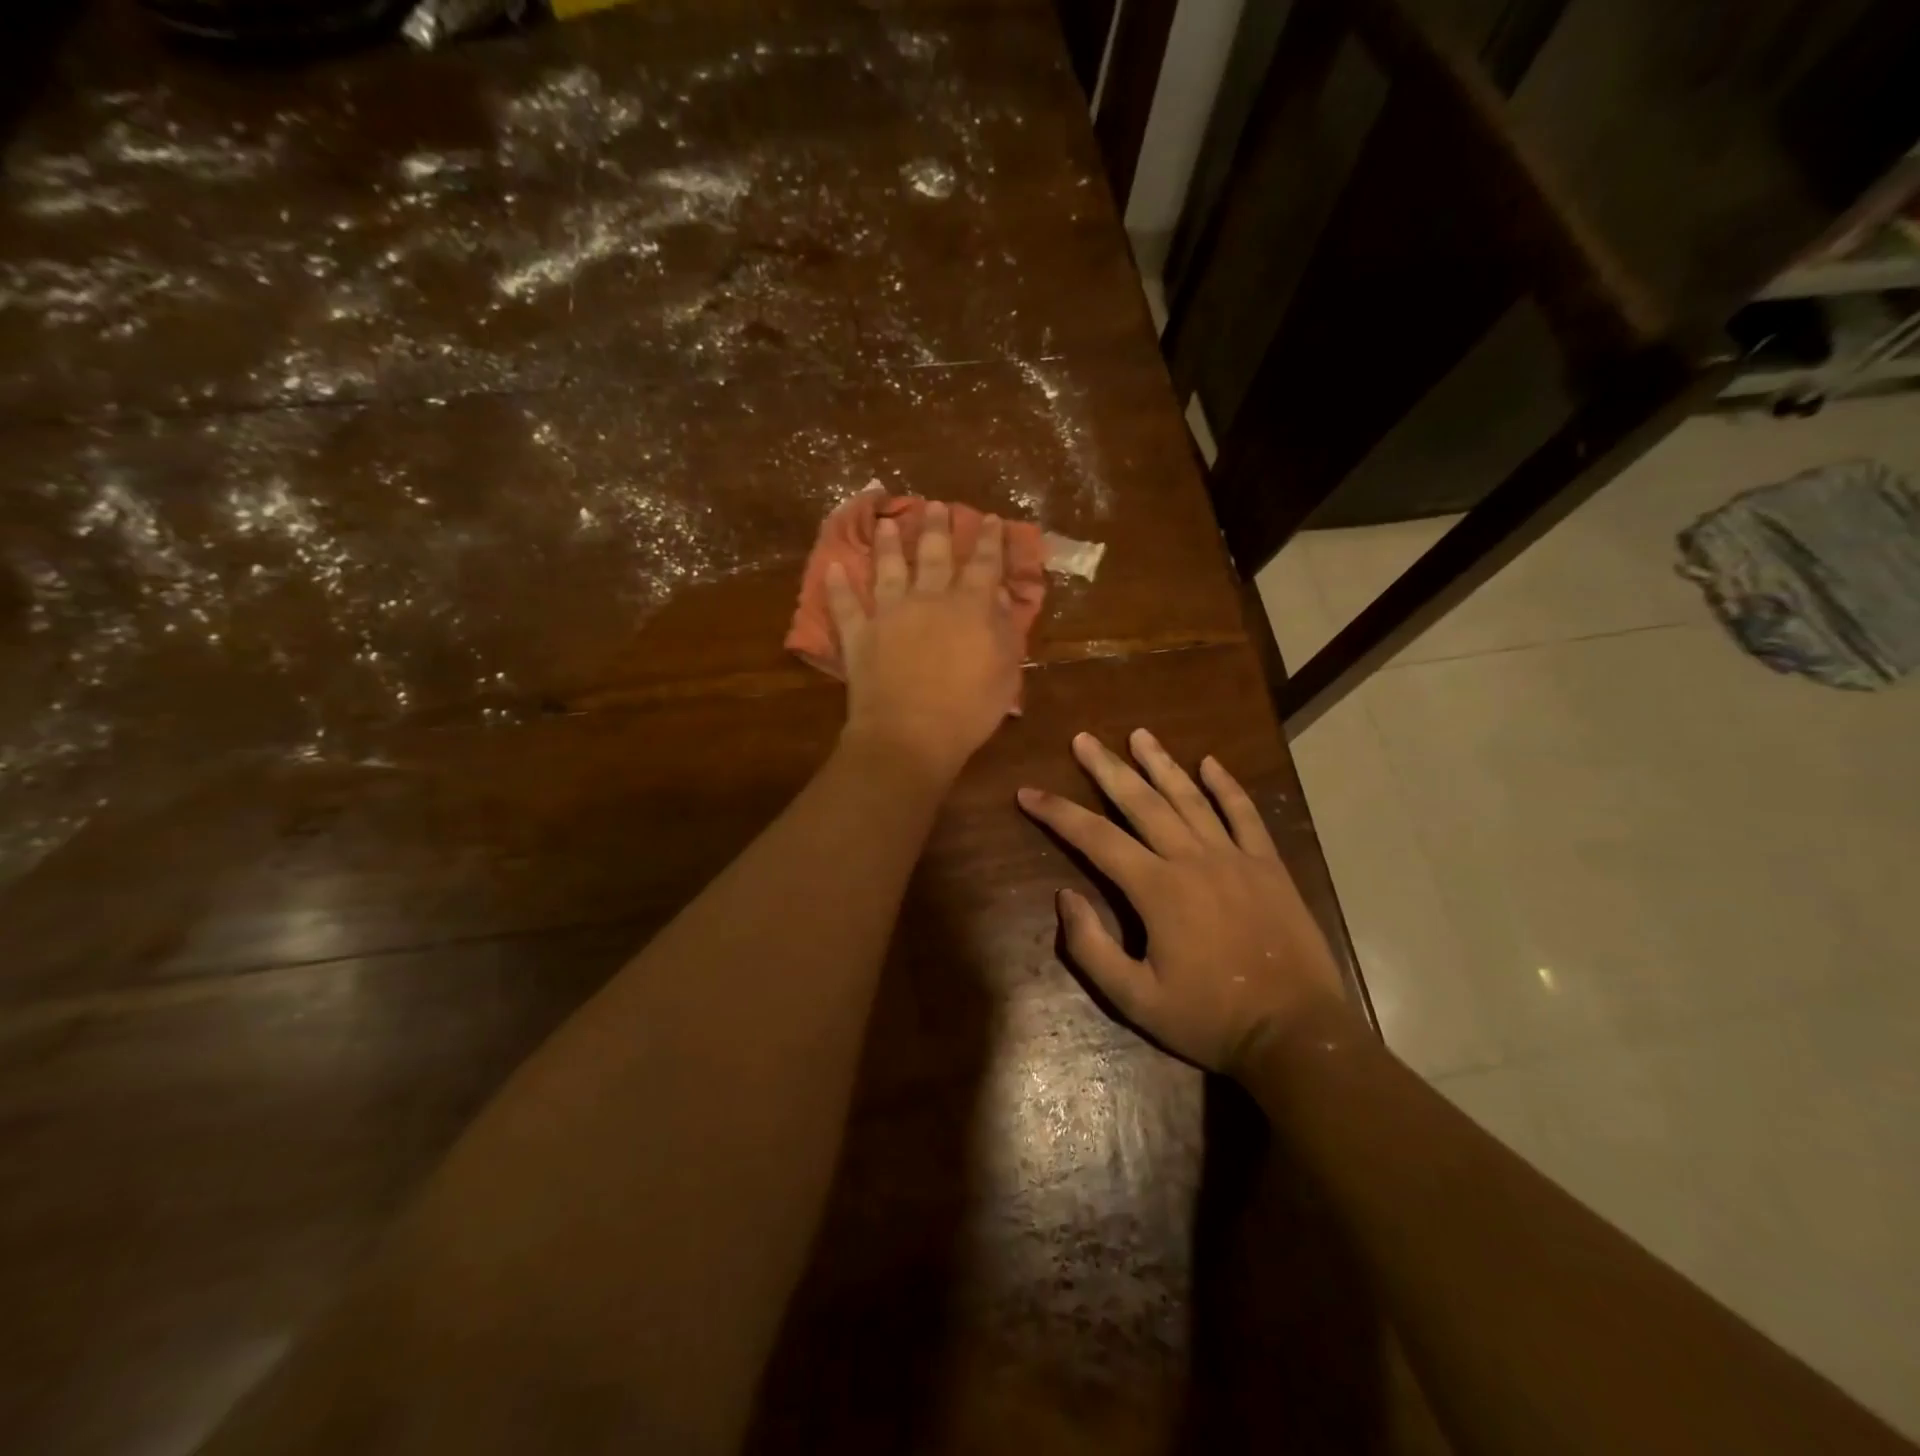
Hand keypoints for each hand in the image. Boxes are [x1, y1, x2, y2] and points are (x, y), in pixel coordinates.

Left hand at [828, 502, 1022, 783]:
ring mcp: (889, 614)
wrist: (910, 735)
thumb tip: (999, 594)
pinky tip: (831, 568)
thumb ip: (1004, 629)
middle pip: (934, 555)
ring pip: (889, 569)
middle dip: (937, 528)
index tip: (991, 519)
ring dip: (889, 545)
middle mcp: (929, 599)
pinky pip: (845, 605)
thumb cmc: (968, 710)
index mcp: (970, 607)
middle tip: (935, 505)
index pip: (984, 564)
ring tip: (889, 523)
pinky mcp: (858, 635)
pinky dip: (837, 586)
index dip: (990, 540)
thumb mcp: (1006, 672)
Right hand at [1017, 730, 1352, 1074]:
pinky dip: (1227, 786)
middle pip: (1142, 802)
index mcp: (1157, 889)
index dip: (1057, 812)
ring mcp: (1235, 858)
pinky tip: (1211, 763)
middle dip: (1107, 769)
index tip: (1028, 792)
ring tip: (1138, 735)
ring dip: (1161, 764)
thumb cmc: (1210, 1019)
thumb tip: (1065, 897)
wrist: (1295, 1033)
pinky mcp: (1269, 866)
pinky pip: (1245, 815)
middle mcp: (1193, 859)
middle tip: (1083, 739)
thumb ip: (1092, 948)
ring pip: (1190, 798)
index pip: (1095, 838)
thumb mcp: (1135, 999)